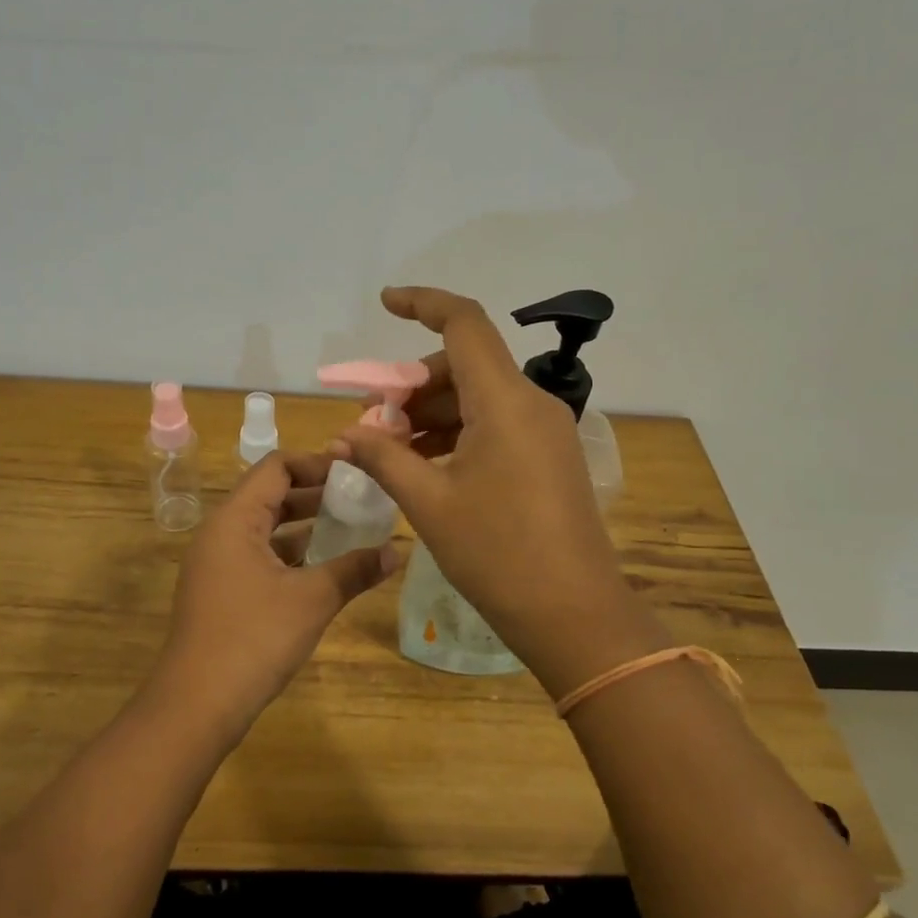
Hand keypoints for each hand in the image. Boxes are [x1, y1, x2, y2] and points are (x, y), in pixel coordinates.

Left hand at [145, 451, 398, 743]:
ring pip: (264, 528)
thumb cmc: (253, 639)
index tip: (354, 472)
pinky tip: (321, 569)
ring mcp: (216, 564)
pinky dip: (288, 554)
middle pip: (268, 494)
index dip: (316, 463)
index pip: (275, 467)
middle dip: (314, 493)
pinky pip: (257, 556)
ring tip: (348, 528)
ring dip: (303, 525)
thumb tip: (396, 551)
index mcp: (234, 520)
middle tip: (358, 498)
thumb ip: (354, 569)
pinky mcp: (219, 592)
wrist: (196, 705)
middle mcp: (220, 533)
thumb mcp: (312, 600)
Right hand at [333, 286, 667, 693]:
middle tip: (372, 422)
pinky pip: (496, 425)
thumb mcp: (429, 502)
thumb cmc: (497, 554)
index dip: (423, 302)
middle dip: (413, 384)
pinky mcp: (549, 457)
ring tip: (390, 450)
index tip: (385, 302)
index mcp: (505, 401)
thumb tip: (343, 436)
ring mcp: (545, 431)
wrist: (574, 614)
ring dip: (431, 414)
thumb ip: (382, 458)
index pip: (464, 323)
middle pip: (465, 365)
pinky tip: (425, 465)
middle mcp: (532, 403)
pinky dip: (457, 434)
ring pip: (479, 398)